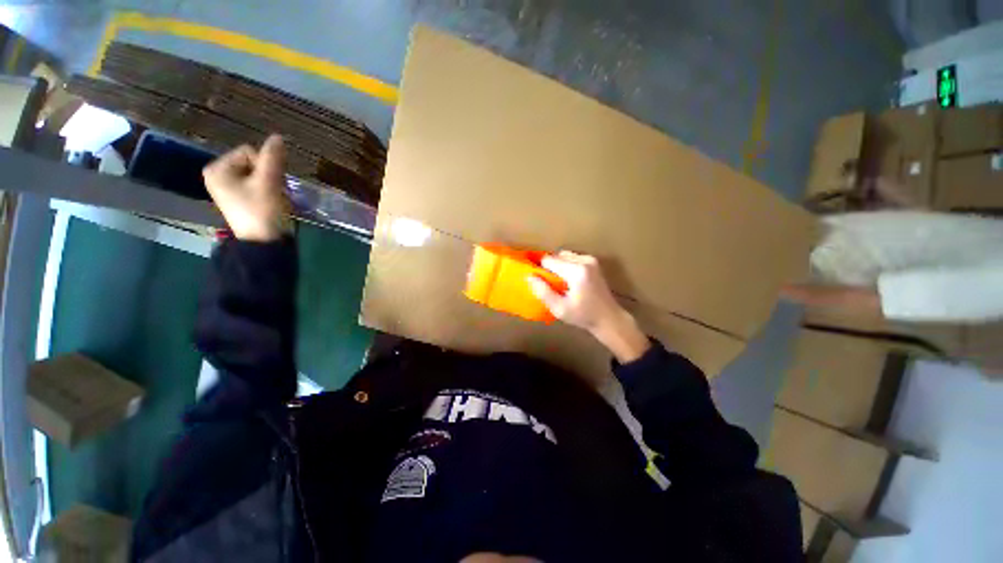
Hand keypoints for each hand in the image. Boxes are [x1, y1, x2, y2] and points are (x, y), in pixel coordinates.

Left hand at [202, 135, 290, 241]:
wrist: (264, 242)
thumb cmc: (262, 211)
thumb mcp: (268, 182)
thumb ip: (273, 158)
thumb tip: (278, 137)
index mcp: (217, 169)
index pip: (248, 152)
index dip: (265, 164)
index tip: (271, 182)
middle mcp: (219, 176)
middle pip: (252, 163)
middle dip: (269, 175)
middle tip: (275, 190)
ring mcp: (228, 189)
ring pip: (257, 175)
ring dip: (271, 183)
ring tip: (276, 198)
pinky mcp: (239, 199)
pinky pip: (256, 186)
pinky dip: (268, 191)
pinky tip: (273, 201)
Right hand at [527, 251, 649, 362]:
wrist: (609, 318)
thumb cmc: (583, 316)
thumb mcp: (559, 309)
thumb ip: (543, 292)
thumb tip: (529, 276)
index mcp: (576, 271)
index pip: (548, 260)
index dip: (540, 270)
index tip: (539, 282)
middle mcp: (584, 260)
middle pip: (556, 256)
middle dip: (550, 268)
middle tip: (550, 285)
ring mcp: (591, 259)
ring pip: (564, 256)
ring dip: (558, 266)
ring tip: (559, 284)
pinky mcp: (593, 262)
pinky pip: (572, 258)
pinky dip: (566, 266)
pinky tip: (568, 281)